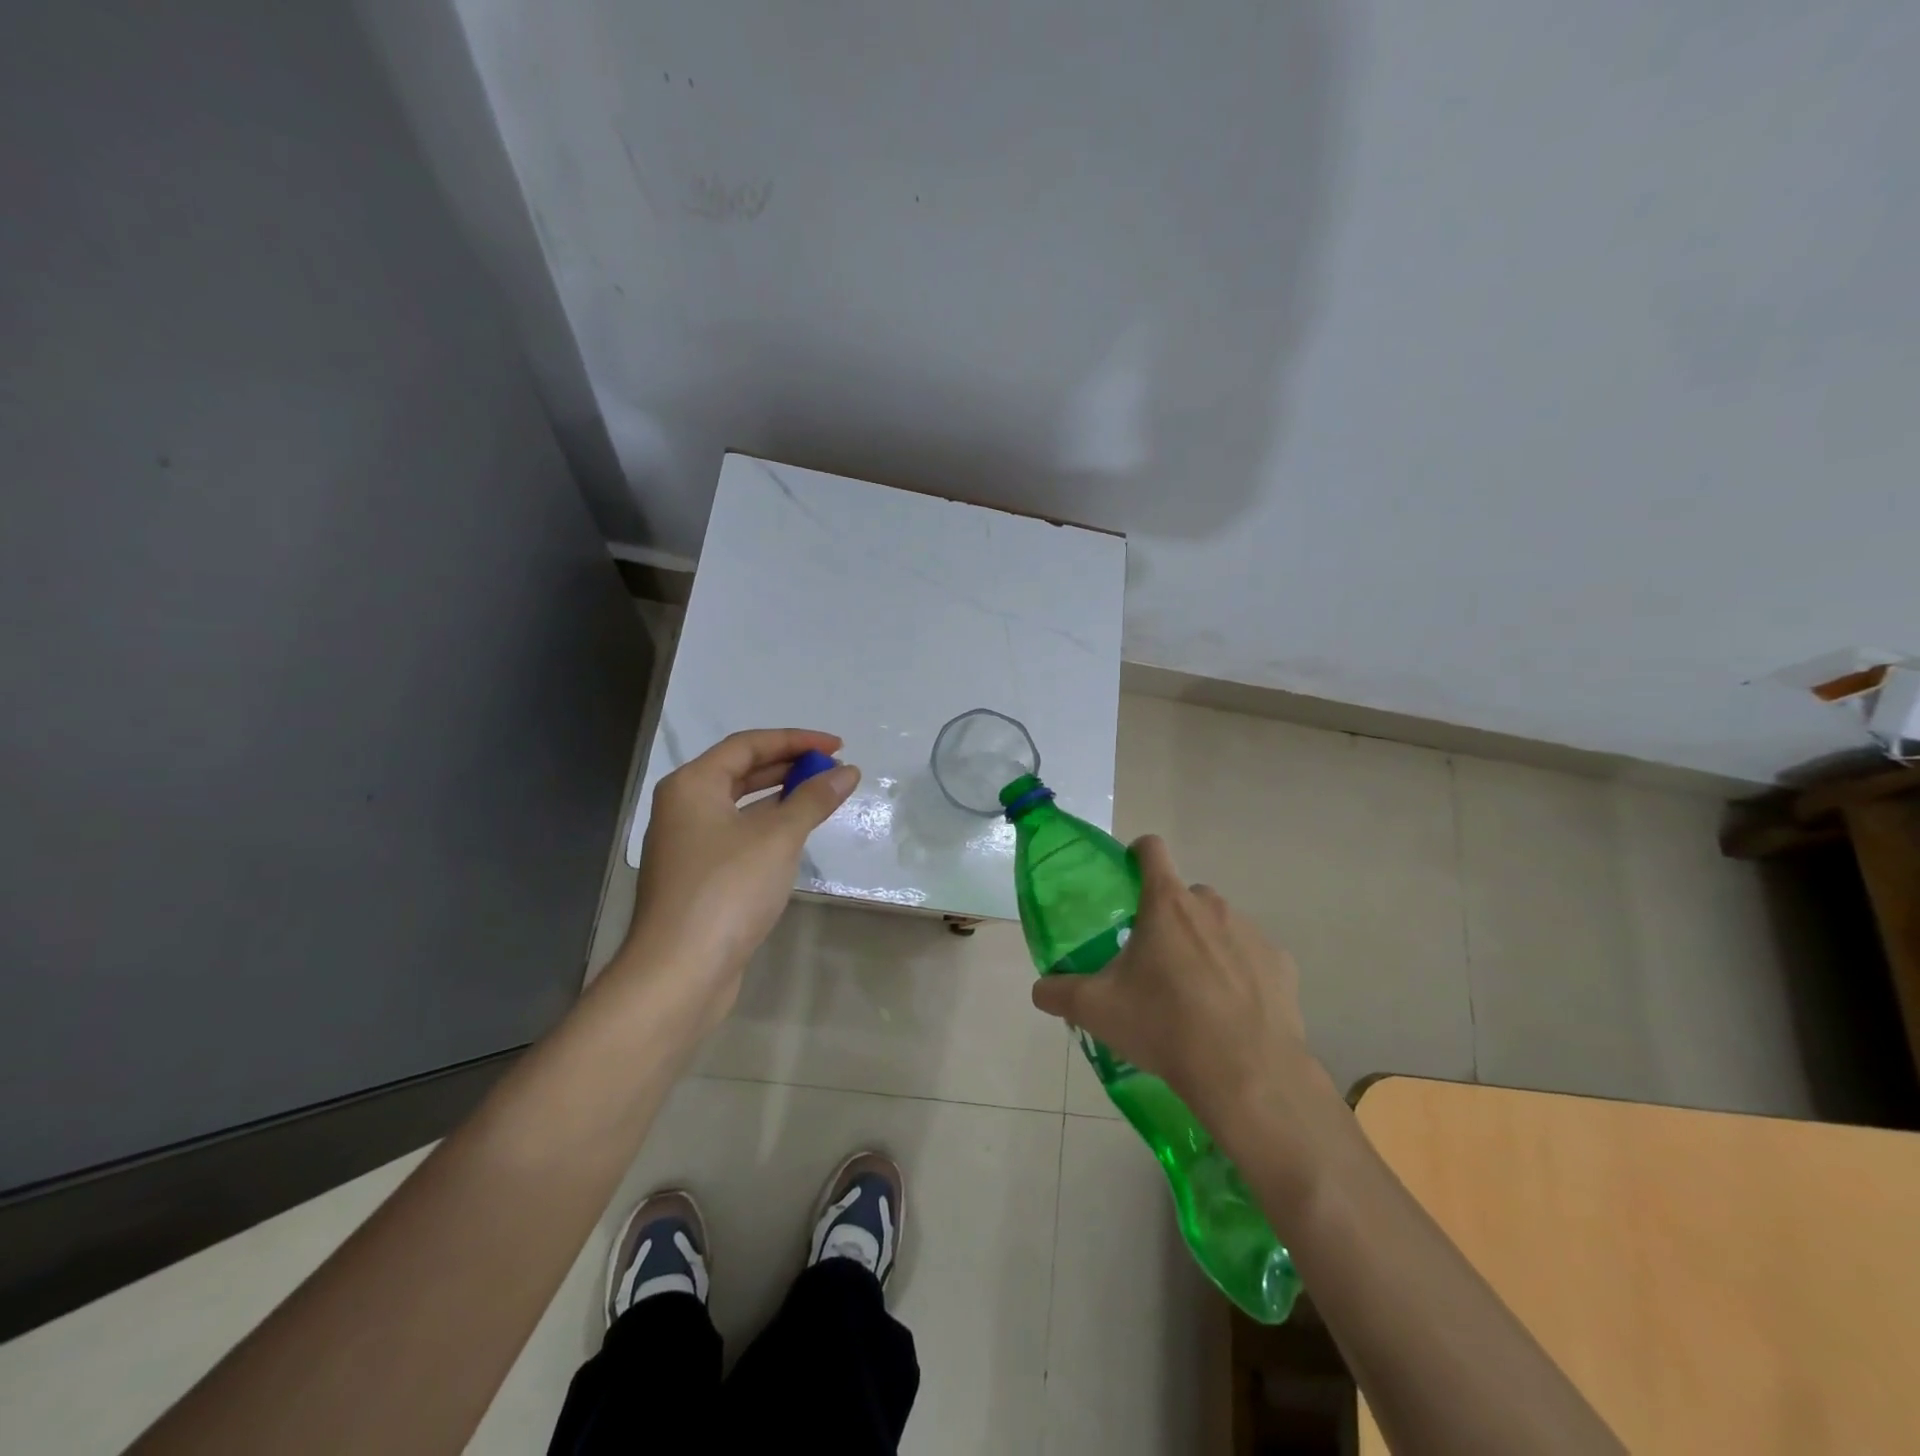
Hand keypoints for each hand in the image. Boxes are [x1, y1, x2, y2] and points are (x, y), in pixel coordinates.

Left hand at [615, 728, 858, 1034]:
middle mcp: (684, 807)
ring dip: (781, 797)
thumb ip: (814, 799)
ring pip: (741, 806)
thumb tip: (848, 771)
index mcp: (692, 785)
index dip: (796, 740)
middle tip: (834, 771)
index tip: (838, 746)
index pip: (748, 745)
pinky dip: (769, 827)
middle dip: (789, 766)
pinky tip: (796, 836)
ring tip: (823, 797)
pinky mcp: (698, 876)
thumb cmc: (728, 889)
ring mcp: (688, 844)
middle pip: (741, 771)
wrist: (680, 971)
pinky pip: (739, 835)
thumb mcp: (778, 837)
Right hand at [1029, 835, 1328, 1135]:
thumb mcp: (1096, 1011)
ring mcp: (1252, 933)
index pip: (1151, 849)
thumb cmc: (1164, 1026)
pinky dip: (1240, 973)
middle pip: (1184, 896)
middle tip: (1154, 961)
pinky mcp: (1281, 964)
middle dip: (1169, 918)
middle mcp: (1211, 906)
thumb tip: (1040, 990)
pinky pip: (1252, 957)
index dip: (1136, 856)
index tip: (1128, 881)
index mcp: (1166, 904)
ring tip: (1194, 995)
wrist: (1246, 1074)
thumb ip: (1059, 993)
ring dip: (1204, 945)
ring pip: (1219, 926)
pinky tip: (1230, 1012)